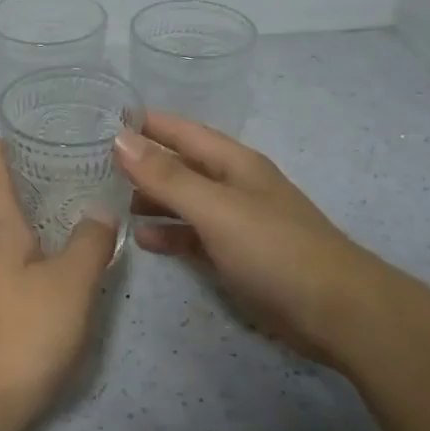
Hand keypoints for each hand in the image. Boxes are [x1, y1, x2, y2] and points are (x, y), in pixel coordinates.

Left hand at [0, 136, 117, 430]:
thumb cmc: (18, 334)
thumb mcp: (68, 284)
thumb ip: (89, 243)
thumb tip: (99, 211)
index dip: (1, 144)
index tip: (20, 123)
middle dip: (24, 173)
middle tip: (64, 154)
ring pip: (6, 230)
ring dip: (30, 209)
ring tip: (68, 197)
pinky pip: (11, 259)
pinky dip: (32, 244)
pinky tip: (55, 254)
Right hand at [113, 113, 396, 368]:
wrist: (336, 312)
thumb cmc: (275, 250)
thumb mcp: (216, 208)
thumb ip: (167, 176)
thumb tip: (120, 139)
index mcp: (234, 164)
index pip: (183, 131)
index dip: (148, 124)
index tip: (104, 118)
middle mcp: (233, 186)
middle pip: (181, 166)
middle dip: (143, 163)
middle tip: (94, 164)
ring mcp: (236, 223)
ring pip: (184, 202)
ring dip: (151, 200)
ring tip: (109, 201)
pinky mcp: (236, 257)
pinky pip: (193, 237)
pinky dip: (169, 235)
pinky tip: (142, 240)